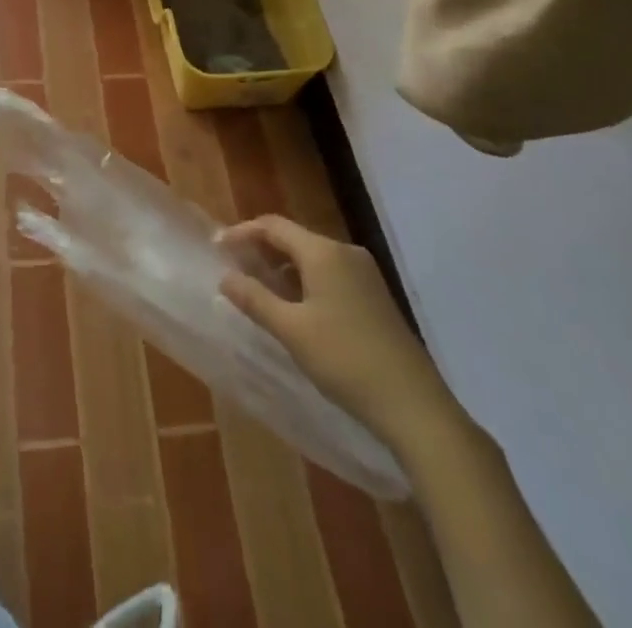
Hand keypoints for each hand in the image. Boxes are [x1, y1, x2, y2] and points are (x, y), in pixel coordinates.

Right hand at [219, 214, 464, 458]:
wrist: (414, 405)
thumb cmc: (346, 360)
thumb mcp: (292, 331)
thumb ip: (255, 300)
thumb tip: (225, 278)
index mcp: (324, 252)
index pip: (274, 226)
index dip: (242, 232)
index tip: (217, 248)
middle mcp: (345, 252)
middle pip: (294, 238)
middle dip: (261, 249)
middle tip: (234, 268)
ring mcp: (364, 274)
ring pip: (312, 257)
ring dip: (283, 267)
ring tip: (258, 288)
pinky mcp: (374, 296)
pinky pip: (329, 273)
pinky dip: (304, 280)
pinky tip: (294, 307)